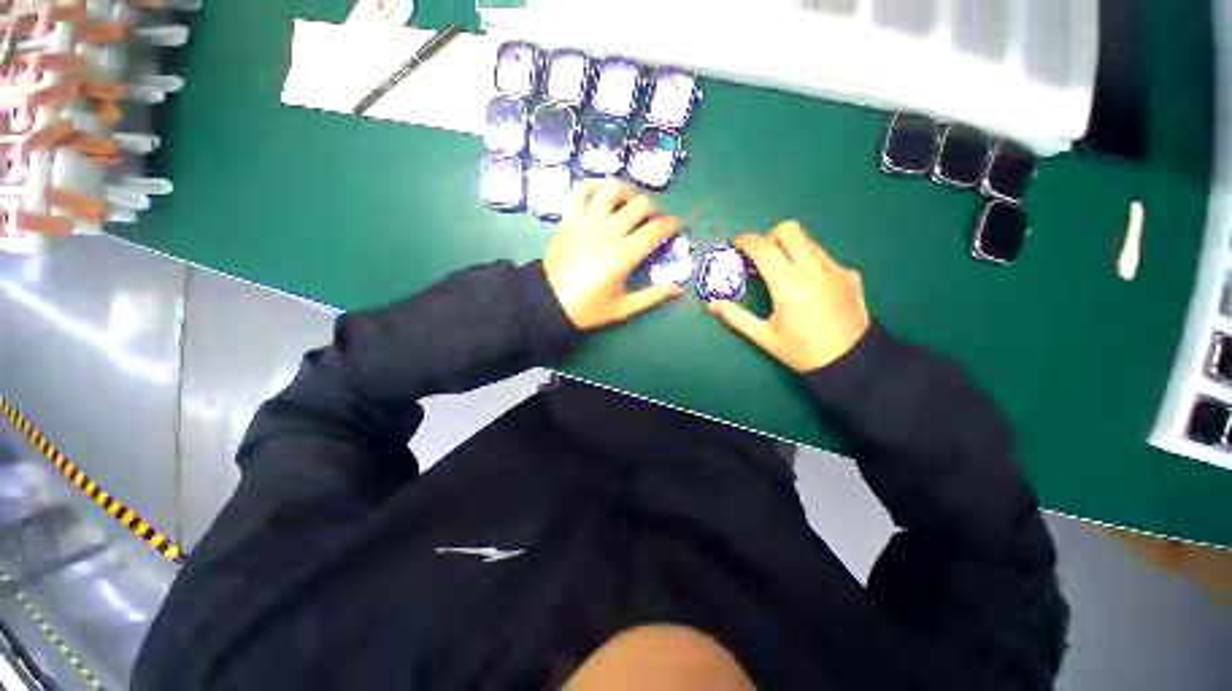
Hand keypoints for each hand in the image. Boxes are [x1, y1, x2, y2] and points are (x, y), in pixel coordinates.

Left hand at [544, 179, 683, 330]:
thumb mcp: (624, 308)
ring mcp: (586, 221)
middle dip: (654, 210)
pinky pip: (582, 189)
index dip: (672, 224)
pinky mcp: (569, 218)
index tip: (677, 225)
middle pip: (640, 204)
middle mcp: (607, 232)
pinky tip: (603, 194)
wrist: (549, 302)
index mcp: (623, 256)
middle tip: (653, 221)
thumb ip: (653, 296)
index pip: (655, 230)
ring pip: (612, 189)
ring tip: (630, 205)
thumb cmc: (588, 308)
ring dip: (628, 193)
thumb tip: (679, 289)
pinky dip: (595, 185)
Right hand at [708, 221, 869, 372]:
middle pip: (790, 230)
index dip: (746, 241)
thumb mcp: (764, 336)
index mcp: (789, 285)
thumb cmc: (801, 351)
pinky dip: (807, 262)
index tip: (736, 244)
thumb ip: (736, 317)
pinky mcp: (849, 274)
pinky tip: (808, 286)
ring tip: (782, 271)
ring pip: (807, 240)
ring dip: (789, 248)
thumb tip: (712, 304)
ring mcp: (835, 269)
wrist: (851, 361)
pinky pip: (823, 257)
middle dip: (769, 236)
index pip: (764, 248)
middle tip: (760, 256)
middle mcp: (813, 269)